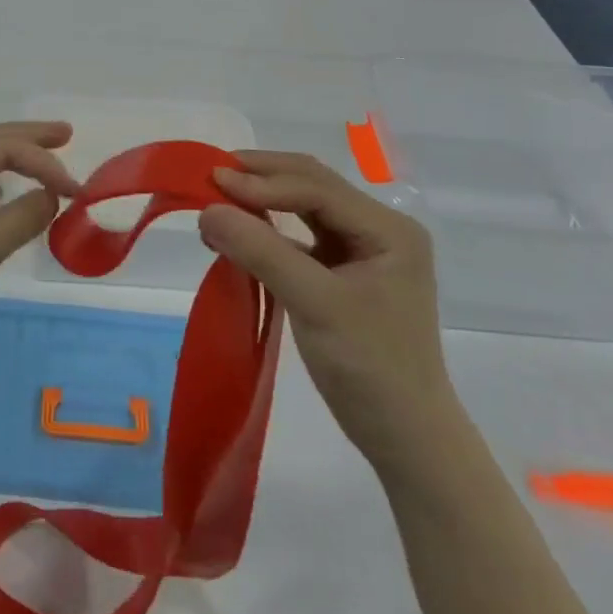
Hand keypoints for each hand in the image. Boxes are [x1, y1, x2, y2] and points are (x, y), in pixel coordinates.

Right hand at [197, 152, 458, 466]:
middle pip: (313, 185)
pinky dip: (269, 228)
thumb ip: (261, 252)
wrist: (406, 439)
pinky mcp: (345, 272)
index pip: (317, 188)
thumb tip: (206, 210)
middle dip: (262, 177)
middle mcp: (379, 229)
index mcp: (388, 229)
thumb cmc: (370, 368)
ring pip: (306, 206)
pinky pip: (301, 235)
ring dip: (263, 199)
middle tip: (211, 174)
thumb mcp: (314, 304)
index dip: (263, 182)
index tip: (212, 180)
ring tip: (219, 196)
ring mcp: (363, 250)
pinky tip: (241, 230)